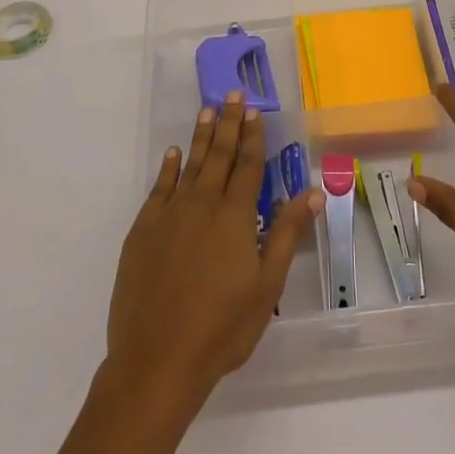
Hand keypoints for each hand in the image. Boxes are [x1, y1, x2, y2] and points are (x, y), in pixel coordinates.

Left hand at [105, 93, 321, 413]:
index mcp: (235, 216)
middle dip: (228, 123)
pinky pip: (159, 188)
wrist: (157, 358)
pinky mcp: (143, 230)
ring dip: (200, 136)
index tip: (255, 110)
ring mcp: (169, 214)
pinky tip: (172, 154)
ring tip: (207, 110)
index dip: (253, 137)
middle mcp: (202, 204)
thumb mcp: (266, 286)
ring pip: (189, 164)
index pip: (248, 166)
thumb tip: (311, 191)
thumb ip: (286, 233)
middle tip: (232, 94)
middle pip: (219, 155)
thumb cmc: (222, 328)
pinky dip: (168, 168)